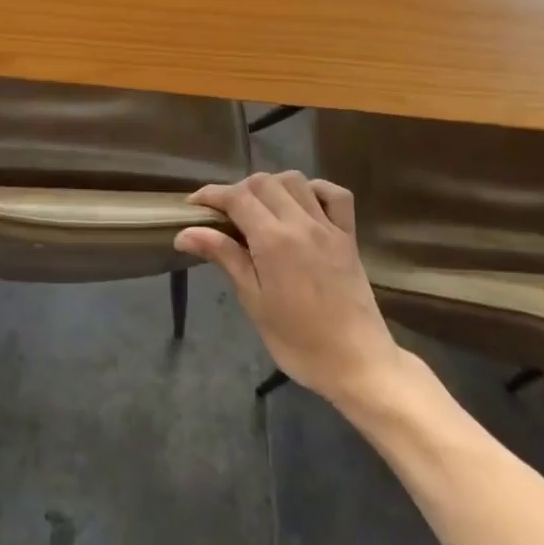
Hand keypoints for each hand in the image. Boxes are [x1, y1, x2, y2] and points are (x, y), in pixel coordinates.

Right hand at [176, 171, 404, 409]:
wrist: (358, 363)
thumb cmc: (298, 341)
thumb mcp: (254, 301)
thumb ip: (224, 257)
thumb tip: (185, 233)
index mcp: (273, 240)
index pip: (236, 197)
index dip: (211, 195)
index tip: (194, 206)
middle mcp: (301, 222)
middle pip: (262, 182)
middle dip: (238, 190)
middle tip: (225, 215)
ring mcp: (328, 226)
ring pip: (295, 180)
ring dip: (271, 185)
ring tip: (259, 209)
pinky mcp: (348, 236)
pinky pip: (335, 195)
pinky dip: (315, 190)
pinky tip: (302, 205)